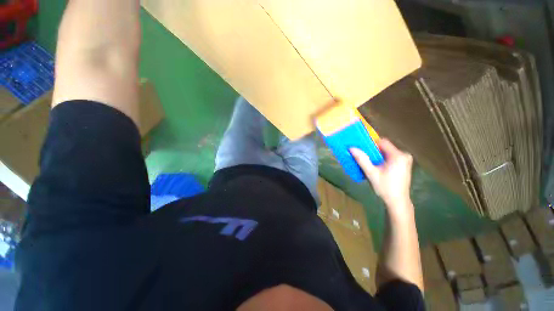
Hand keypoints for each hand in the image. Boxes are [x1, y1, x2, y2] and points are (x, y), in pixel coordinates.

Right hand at [350, 139, 412, 207]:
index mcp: (398, 156)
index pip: (382, 142)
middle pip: (384, 147)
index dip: (370, 143)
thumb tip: (351, 148)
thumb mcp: (371, 173)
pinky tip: (376, 166)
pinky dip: (381, 159)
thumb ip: (362, 159)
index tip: (361, 147)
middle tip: (362, 155)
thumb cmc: (385, 187)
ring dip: (376, 155)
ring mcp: (405, 160)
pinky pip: (390, 156)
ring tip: (368, 161)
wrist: (397, 201)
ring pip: (386, 152)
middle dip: (373, 150)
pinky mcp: (404, 164)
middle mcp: (404, 155)